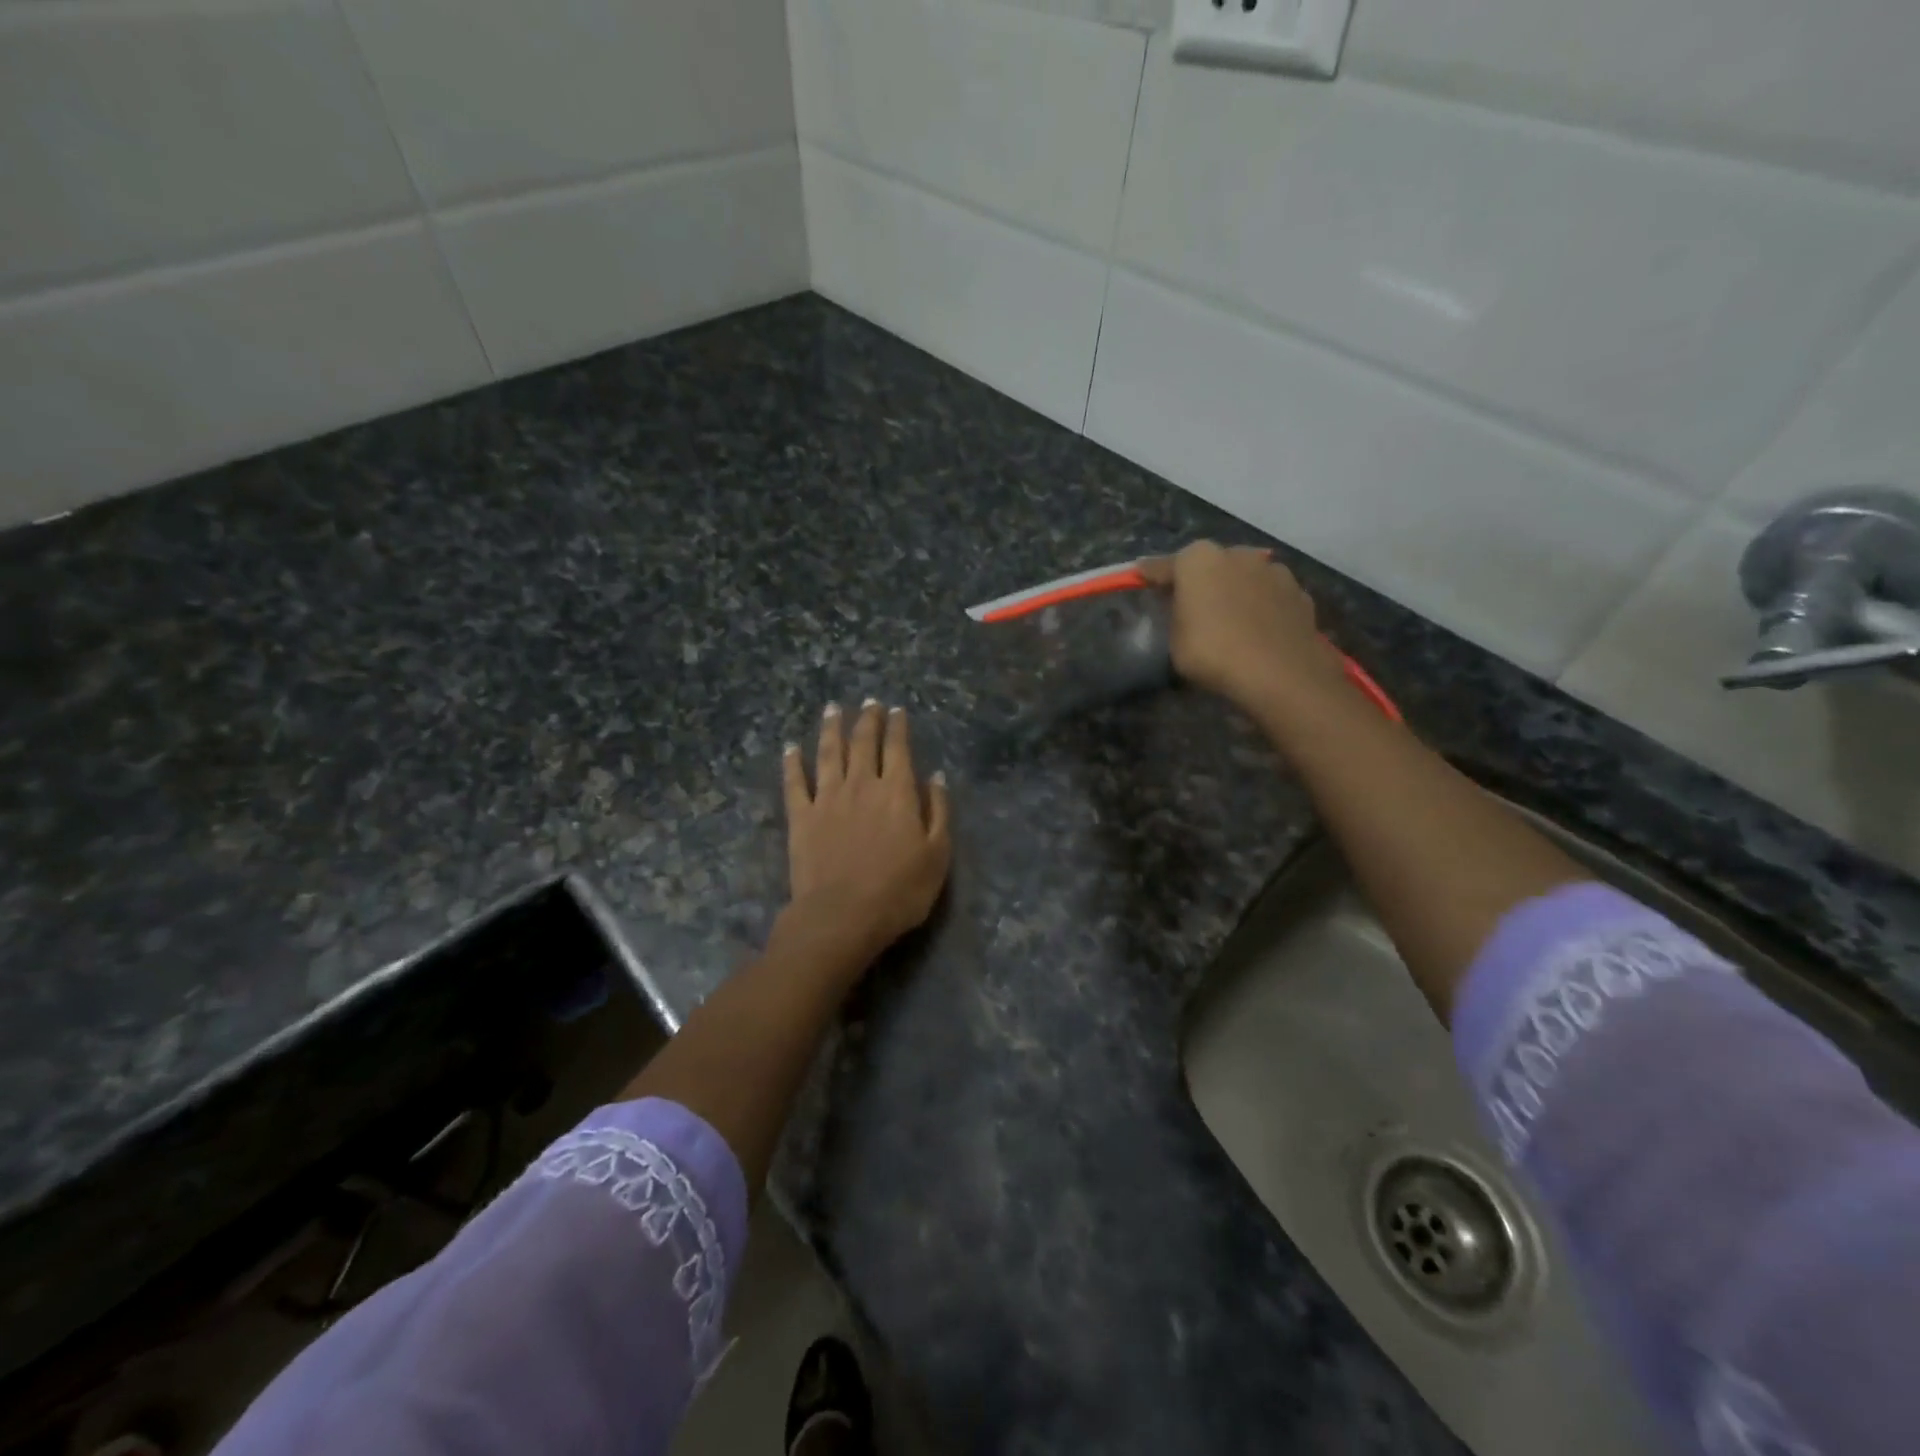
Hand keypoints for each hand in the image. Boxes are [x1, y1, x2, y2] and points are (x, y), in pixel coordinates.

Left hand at [779, 700, 951, 967]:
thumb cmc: (899, 890)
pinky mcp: (801, 817)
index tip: (896, 710)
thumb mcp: (937, 854)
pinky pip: (795, 783)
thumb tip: (935, 777)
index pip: (898, 748)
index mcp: (896, 791)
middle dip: (867, 720)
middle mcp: (861, 785)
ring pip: (829, 753)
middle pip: (863, 743)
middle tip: (868, 702)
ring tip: (833, 709)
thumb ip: (937, 811)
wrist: (842, 915)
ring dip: (831, 729)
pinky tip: (791, 748)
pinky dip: (792, 763)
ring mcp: (827, 799)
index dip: (897, 727)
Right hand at [1140, 542, 1347, 715]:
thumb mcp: (1175, 640)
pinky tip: (1258, 628)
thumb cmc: (1213, 653)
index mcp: (1198, 560)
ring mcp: (1273, 570)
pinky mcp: (1299, 592)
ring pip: (1244, 576)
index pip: (1164, 566)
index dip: (1152, 576)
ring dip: (1235, 590)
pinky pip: (1269, 595)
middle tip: (1191, 604)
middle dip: (1200, 580)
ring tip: (1230, 618)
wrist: (1280, 673)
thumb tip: (1182, 607)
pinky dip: (1262, 606)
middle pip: (1209, 565)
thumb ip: (1175, 615)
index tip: (1143, 579)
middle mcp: (1236, 554)